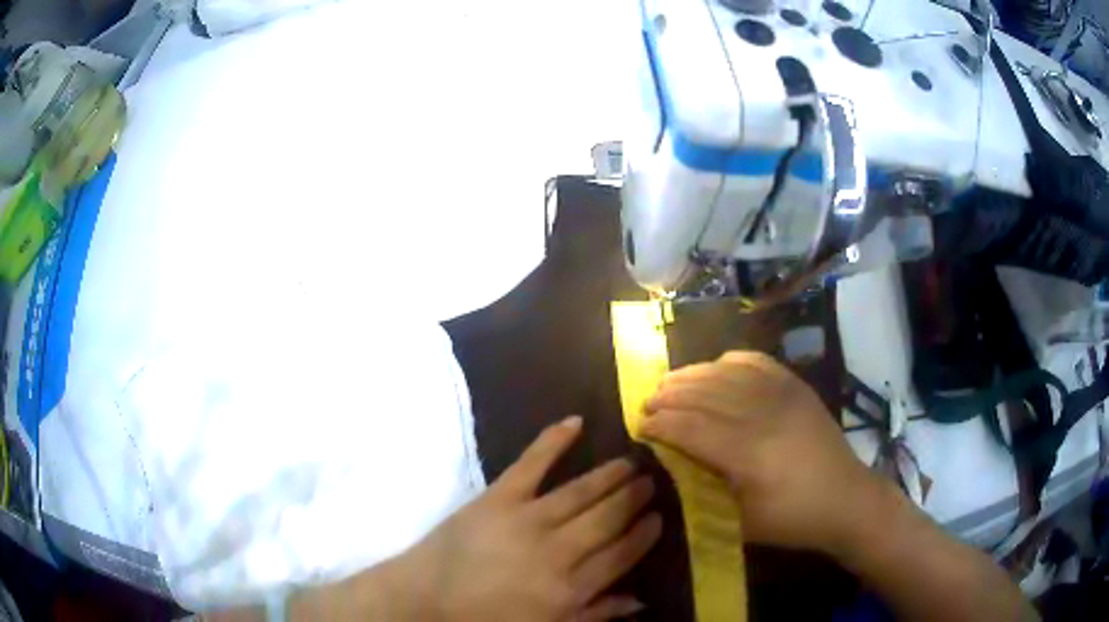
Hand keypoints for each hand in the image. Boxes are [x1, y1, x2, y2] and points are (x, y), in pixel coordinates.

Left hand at [393, 416, 660, 621]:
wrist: (428, 596)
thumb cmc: (488, 617)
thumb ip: (594, 614)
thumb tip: (639, 600)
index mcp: (570, 587)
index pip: (622, 554)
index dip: (644, 534)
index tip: (659, 518)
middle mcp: (557, 550)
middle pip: (608, 519)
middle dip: (634, 499)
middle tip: (650, 481)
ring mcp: (527, 519)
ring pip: (582, 492)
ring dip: (610, 475)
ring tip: (631, 462)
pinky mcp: (499, 497)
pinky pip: (532, 463)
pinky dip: (553, 440)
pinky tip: (576, 422)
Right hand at [641, 351, 884, 557]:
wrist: (845, 498)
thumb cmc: (791, 518)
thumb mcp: (742, 520)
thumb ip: (707, 489)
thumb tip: (676, 462)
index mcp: (747, 453)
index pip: (691, 427)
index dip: (661, 423)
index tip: (641, 425)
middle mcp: (762, 414)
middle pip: (704, 394)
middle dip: (669, 395)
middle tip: (648, 402)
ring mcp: (782, 394)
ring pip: (725, 373)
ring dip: (691, 374)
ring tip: (670, 382)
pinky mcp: (795, 386)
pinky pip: (755, 361)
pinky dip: (729, 361)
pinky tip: (715, 368)